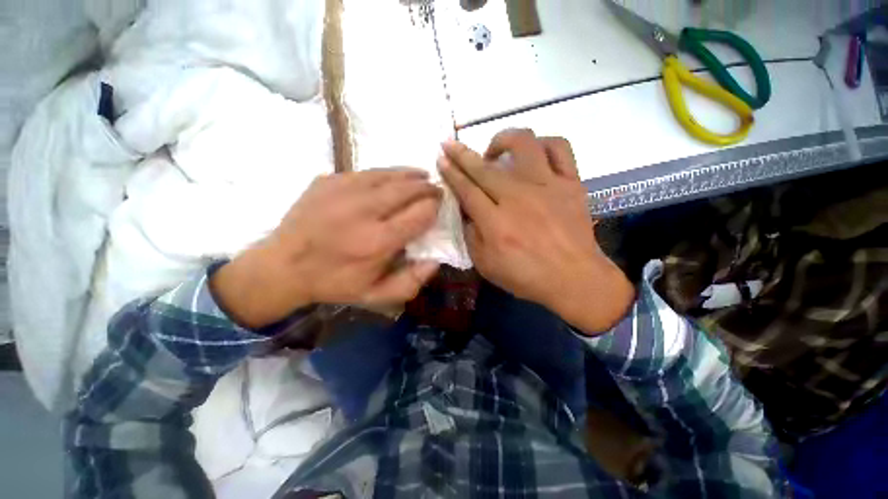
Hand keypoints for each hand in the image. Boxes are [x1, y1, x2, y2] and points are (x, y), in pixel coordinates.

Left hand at [211, 168, 441, 328]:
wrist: (282, 266)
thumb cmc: (334, 282)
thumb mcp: (375, 295)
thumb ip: (411, 282)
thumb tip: (436, 260)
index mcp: (377, 242)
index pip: (420, 214)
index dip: (434, 208)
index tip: (438, 208)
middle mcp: (363, 211)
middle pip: (408, 188)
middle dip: (427, 187)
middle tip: (435, 189)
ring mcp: (342, 191)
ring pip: (389, 174)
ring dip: (410, 174)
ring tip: (422, 176)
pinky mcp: (328, 180)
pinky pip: (366, 171)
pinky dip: (385, 174)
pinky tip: (391, 179)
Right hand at [438, 129, 633, 333]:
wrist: (574, 278)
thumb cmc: (526, 276)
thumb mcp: (485, 264)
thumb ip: (470, 235)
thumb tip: (465, 209)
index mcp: (495, 222)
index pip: (466, 189)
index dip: (451, 172)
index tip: (441, 158)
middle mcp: (518, 197)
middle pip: (484, 167)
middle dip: (461, 153)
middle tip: (450, 145)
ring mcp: (547, 186)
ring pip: (523, 144)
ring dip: (503, 139)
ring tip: (494, 151)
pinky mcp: (570, 183)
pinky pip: (560, 148)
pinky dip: (543, 143)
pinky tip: (533, 153)